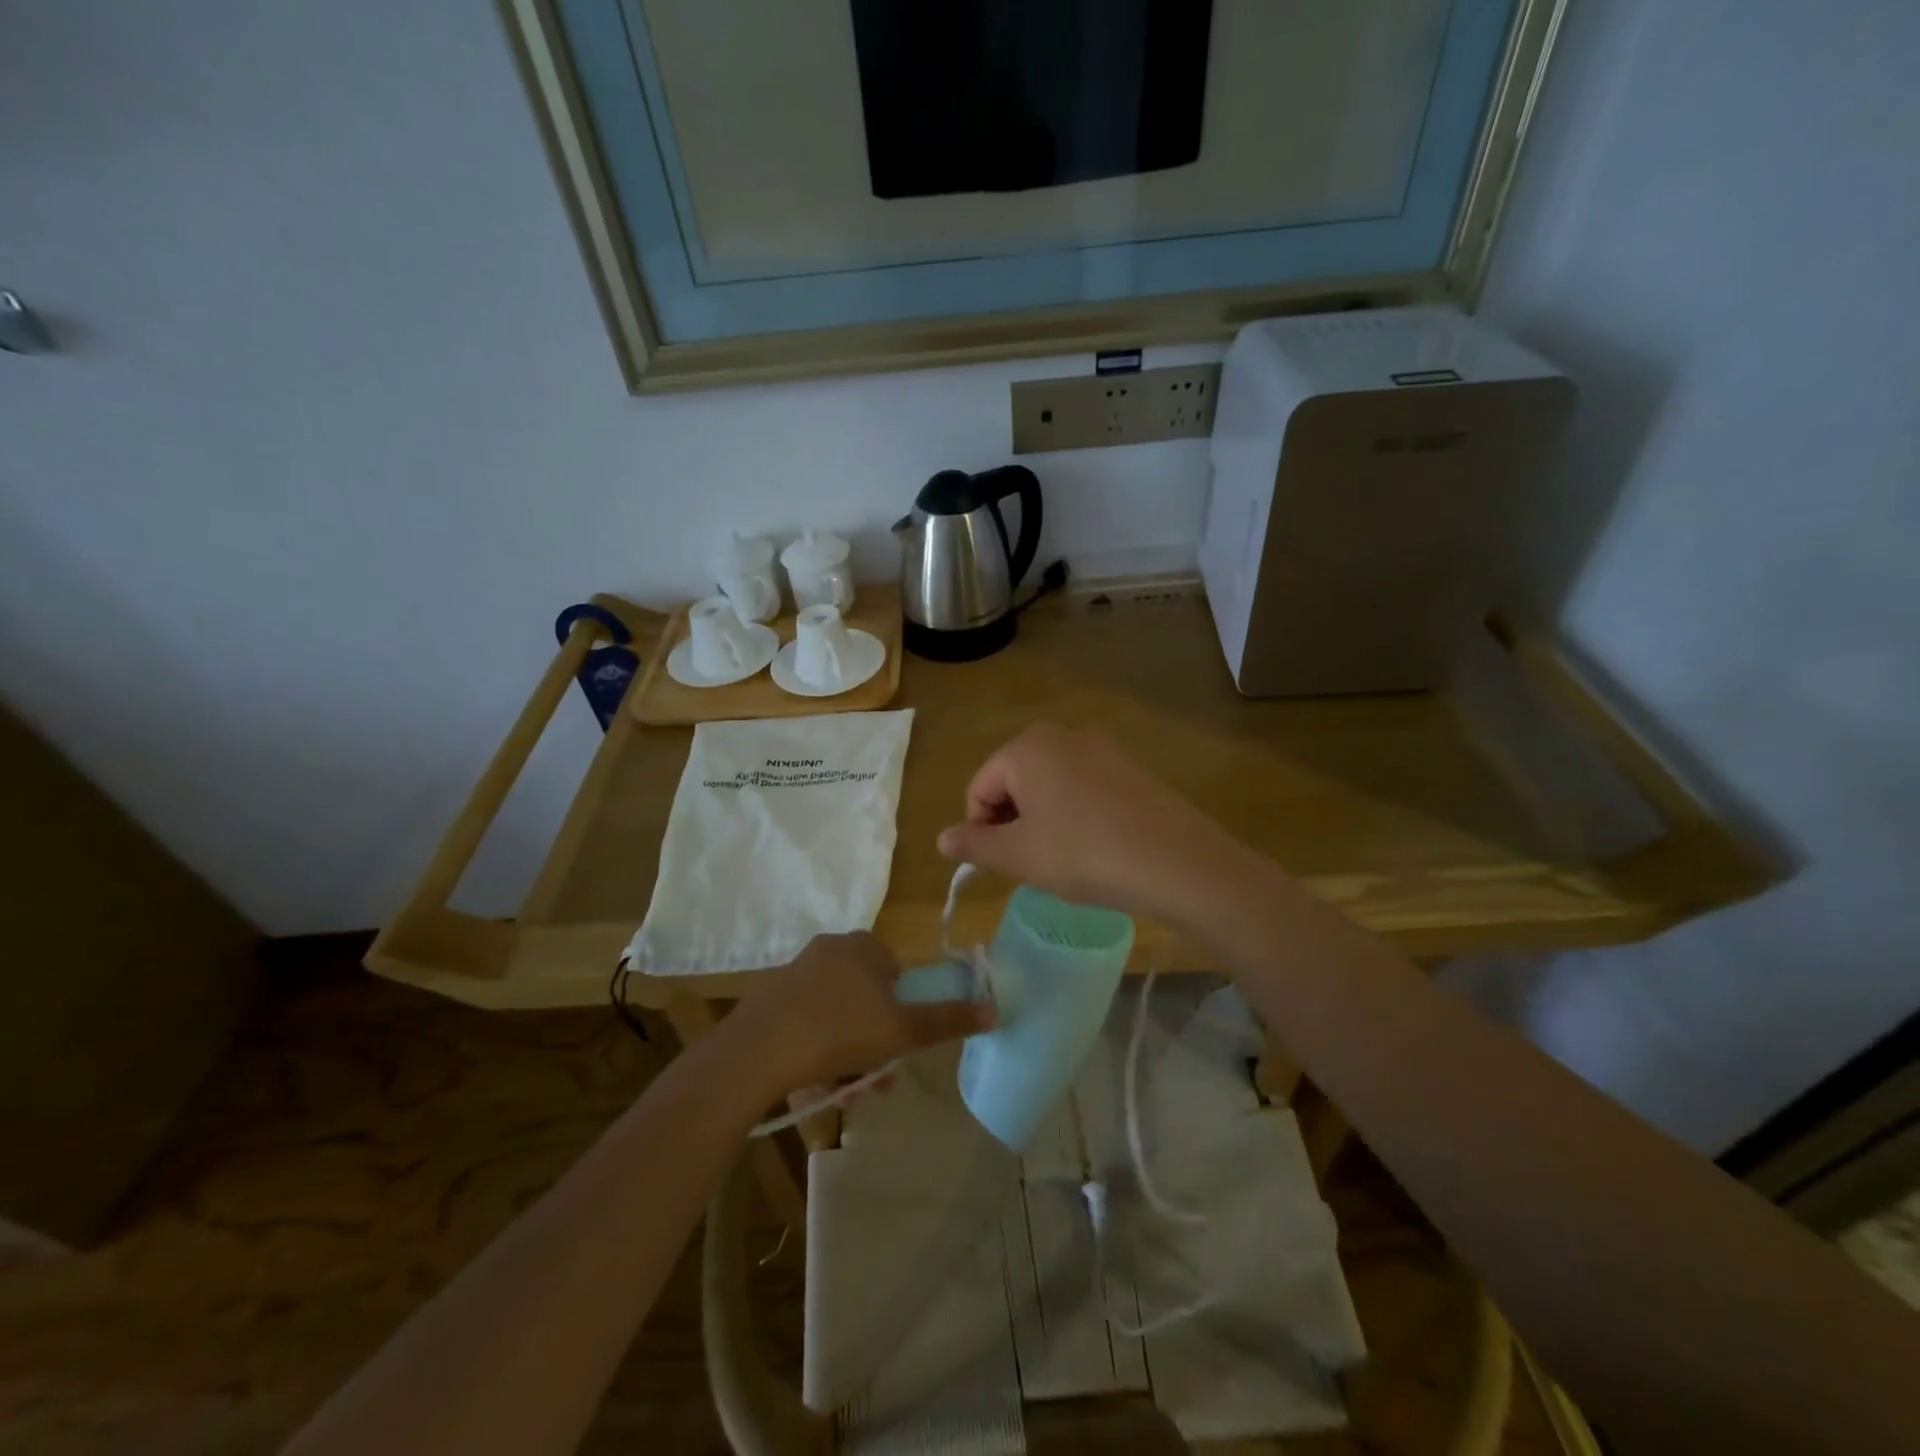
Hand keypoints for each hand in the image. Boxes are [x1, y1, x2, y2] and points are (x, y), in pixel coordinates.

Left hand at [728, 932, 993, 1095]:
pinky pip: (807, 1025)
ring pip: (838, 1017)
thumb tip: (994, 1009)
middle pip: (867, 998)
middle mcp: (830, 949)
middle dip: (876, 1042)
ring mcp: (796, 974)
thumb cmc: (841, 1030)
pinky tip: (815, 1085)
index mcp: (863, 946)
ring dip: (849, 1055)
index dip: (903, 1008)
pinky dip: (818, 1052)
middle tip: (877, 1080)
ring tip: (847, 1094)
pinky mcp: (770, 1000)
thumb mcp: (903, 1030)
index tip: (901, 1043)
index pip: (896, 970)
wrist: (758, 1050)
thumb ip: (948, 1020)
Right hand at [935, 723, 1251, 924]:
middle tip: (1030, 862)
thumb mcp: (1019, 856)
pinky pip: (1082, 786)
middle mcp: (1060, 735)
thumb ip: (974, 844)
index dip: (980, 829)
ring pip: (1048, 784)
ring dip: (1042, 819)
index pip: (979, 788)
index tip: (1000, 864)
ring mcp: (1100, 747)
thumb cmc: (1083, 854)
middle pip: (1013, 780)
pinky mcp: (1129, 766)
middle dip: (1011, 821)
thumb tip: (941, 839)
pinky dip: (1074, 813)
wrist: (1176, 862)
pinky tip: (1093, 846)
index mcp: (1025, 748)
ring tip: (1062, 858)